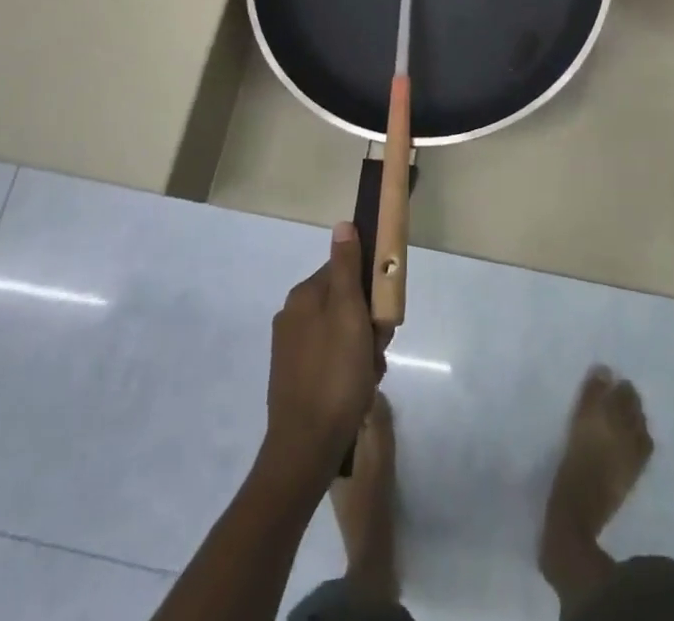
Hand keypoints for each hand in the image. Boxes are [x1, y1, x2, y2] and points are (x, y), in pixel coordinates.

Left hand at [263, 221, 380, 482]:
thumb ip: (347, 267)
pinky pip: (330, 358)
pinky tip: (358, 388)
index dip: (369, 289)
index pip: (345, 271)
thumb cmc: (335, 374)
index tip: (382, 316)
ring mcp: (291, 349)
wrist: (305, 449)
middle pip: (344, 302)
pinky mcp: (294, 377)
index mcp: (303, 296)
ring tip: (370, 374)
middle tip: (379, 348)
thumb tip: (342, 224)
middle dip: (367, 323)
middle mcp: (292, 316)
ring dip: (362, 348)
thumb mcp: (349, 313)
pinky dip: (348, 368)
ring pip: (340, 332)